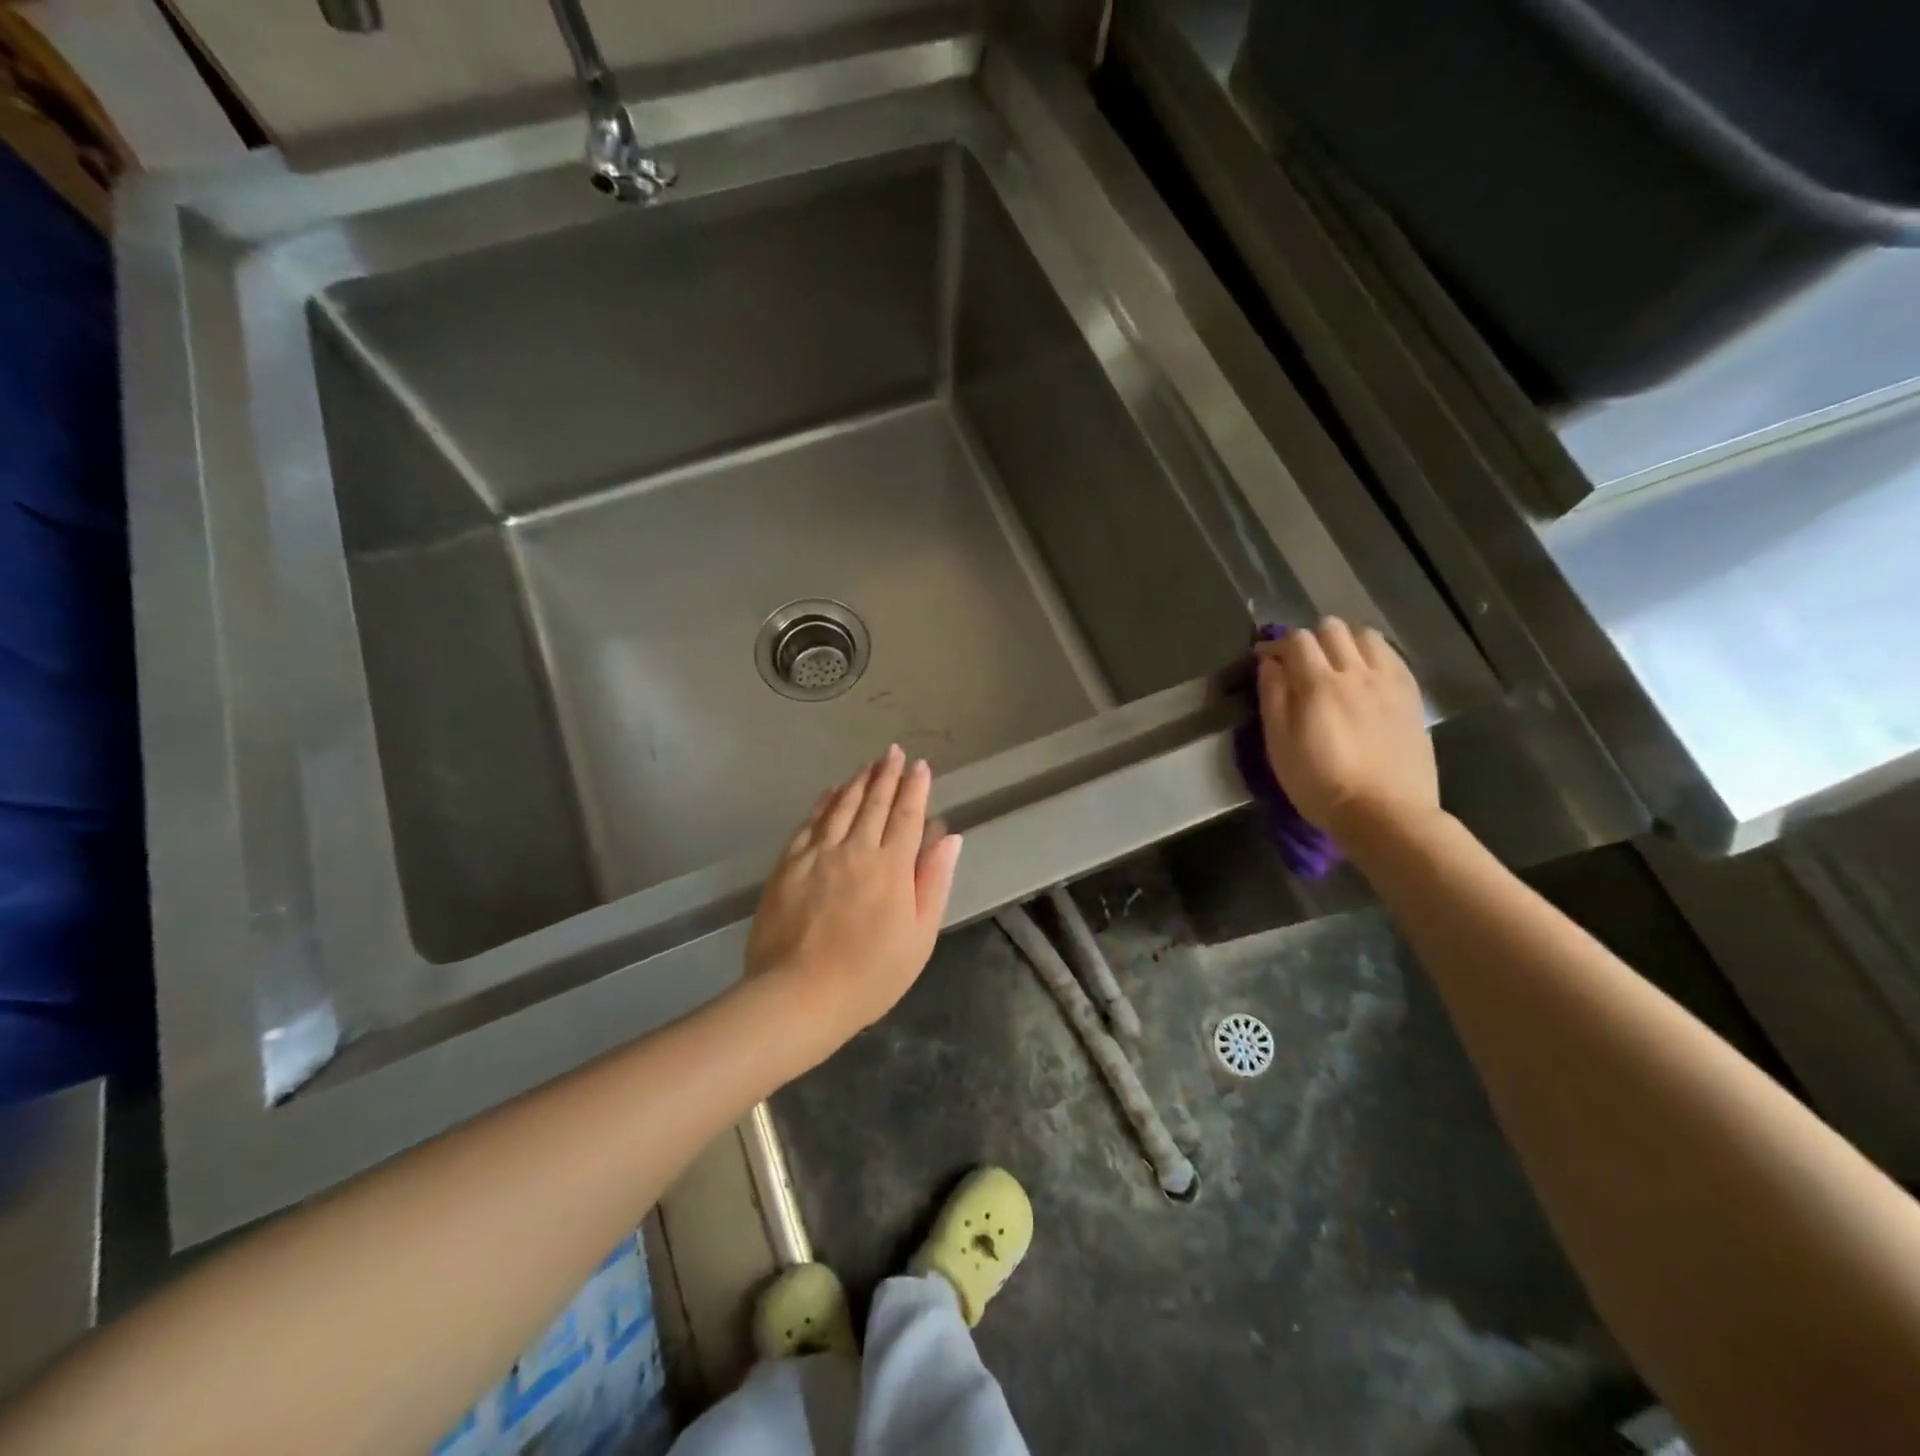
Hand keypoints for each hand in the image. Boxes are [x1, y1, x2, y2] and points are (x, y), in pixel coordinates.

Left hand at [745, 746, 963, 1045]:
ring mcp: (817, 854)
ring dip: (858, 782)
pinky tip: (830, 792)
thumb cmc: (869, 975)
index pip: (907, 815)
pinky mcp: (788, 865)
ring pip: (841, 806)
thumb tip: (949, 836)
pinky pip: (810, 823)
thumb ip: (934, 881)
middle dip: (887, 774)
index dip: (916, 788)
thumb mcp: (919, 936)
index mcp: (891, 867)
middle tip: (893, 752)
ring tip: (869, 764)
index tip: (921, 766)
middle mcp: (855, 849)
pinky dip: (823, 803)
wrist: (798, 996)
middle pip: (874, 803)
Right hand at [1257, 618, 1438, 840]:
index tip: (1264, 661)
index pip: (1296, 640)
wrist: (1386, 814)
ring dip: (1344, 642)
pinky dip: (1372, 655)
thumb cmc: (1321, 785)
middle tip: (1299, 664)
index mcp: (1319, 684)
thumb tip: (1269, 664)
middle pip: (1332, 628)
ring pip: (1366, 636)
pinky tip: (1364, 678)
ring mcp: (1389, 682)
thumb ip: (1273, 698)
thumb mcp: (1280, 746)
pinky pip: (1392, 657)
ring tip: (1335, 666)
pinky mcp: (1411, 696)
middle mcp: (1357, 672)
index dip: (1275, 645)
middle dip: (1310, 639)